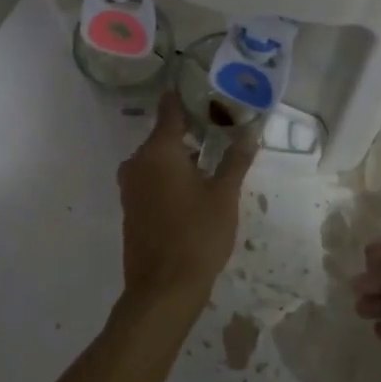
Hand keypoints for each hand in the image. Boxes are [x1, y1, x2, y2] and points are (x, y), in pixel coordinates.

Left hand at [117, 92, 255, 307]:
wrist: (162, 289)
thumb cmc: (197, 235)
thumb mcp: (224, 196)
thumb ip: (235, 161)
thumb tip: (250, 133)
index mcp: (158, 151)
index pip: (170, 110)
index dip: (187, 98)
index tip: (206, 91)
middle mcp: (137, 162)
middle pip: (163, 135)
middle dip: (190, 130)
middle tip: (221, 129)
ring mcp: (130, 187)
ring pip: (156, 159)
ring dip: (180, 156)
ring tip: (212, 159)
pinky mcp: (130, 208)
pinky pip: (151, 179)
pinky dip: (169, 176)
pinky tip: (193, 188)